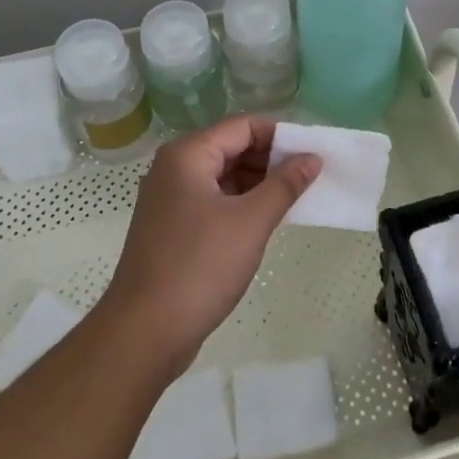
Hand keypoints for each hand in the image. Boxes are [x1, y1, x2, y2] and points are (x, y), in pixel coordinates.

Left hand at [102, 116, 319, 373]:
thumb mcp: (250, 222)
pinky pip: (215, 202)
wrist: (145, 332)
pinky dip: (242, 205)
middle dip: (271, 160)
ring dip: (259, 184)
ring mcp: (171, 200)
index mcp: (188, 155)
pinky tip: (268, 220)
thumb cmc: (199, 266)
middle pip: (232, 148)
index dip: (280, 136)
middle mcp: (175, 168)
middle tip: (311, 176)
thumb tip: (312, 159)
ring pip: (224, 177)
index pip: (242, 126)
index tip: (313, 152)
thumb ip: (284, 185)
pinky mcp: (174, 228)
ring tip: (297, 198)